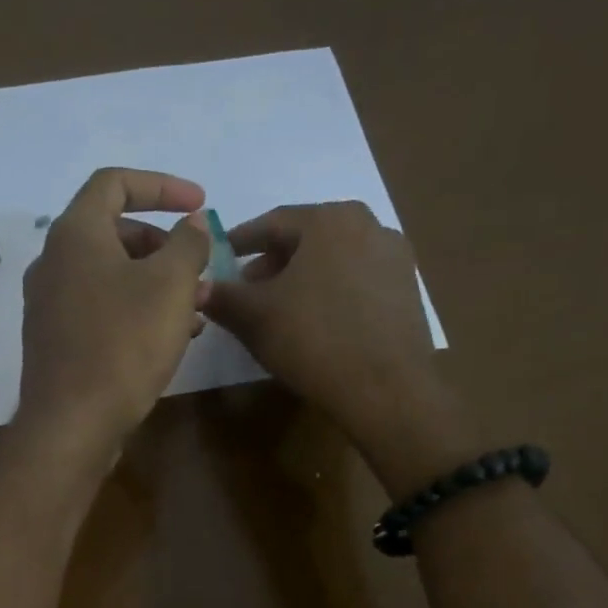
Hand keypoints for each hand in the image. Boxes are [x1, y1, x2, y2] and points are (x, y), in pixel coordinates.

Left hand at [15, 167, 210, 460]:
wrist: (72, 424)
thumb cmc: (124, 345)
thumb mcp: (170, 286)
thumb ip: (188, 244)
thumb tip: (193, 223)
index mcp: (75, 234)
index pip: (115, 183)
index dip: (162, 186)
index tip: (199, 204)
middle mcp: (54, 263)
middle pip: (114, 234)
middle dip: (164, 245)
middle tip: (199, 269)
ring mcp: (50, 306)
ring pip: (111, 278)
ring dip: (156, 284)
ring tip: (197, 310)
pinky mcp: (57, 342)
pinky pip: (102, 311)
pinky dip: (136, 312)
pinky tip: (169, 339)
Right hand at [203, 202, 474, 496]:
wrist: (384, 388)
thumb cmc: (312, 340)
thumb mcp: (254, 318)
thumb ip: (223, 296)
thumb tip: (200, 288)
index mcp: (328, 219)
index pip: (271, 222)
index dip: (239, 242)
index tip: (219, 259)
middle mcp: (367, 224)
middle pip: (306, 238)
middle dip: (272, 262)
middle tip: (247, 290)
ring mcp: (393, 257)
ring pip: (333, 259)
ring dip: (302, 278)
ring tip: (281, 310)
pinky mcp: (407, 290)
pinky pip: (356, 282)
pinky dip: (330, 293)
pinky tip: (318, 322)